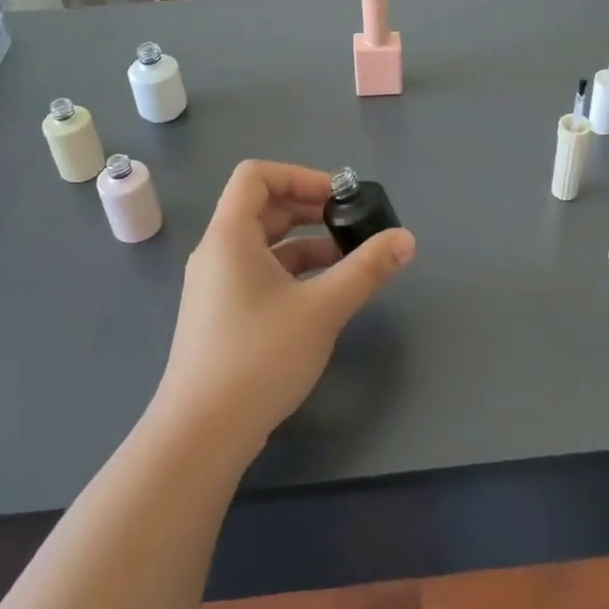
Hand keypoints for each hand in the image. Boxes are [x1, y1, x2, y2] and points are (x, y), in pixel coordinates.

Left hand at [154, 161, 414, 463]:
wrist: (202, 434)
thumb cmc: (259, 357)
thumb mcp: (322, 308)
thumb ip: (366, 269)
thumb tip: (405, 239)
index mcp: (229, 236)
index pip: (256, 176)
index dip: (300, 175)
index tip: (339, 196)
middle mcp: (217, 253)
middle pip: (262, 208)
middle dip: (309, 208)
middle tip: (352, 222)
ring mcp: (217, 287)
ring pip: (264, 245)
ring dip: (306, 243)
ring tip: (350, 259)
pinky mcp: (222, 316)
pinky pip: (259, 274)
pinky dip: (293, 272)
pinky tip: (325, 294)